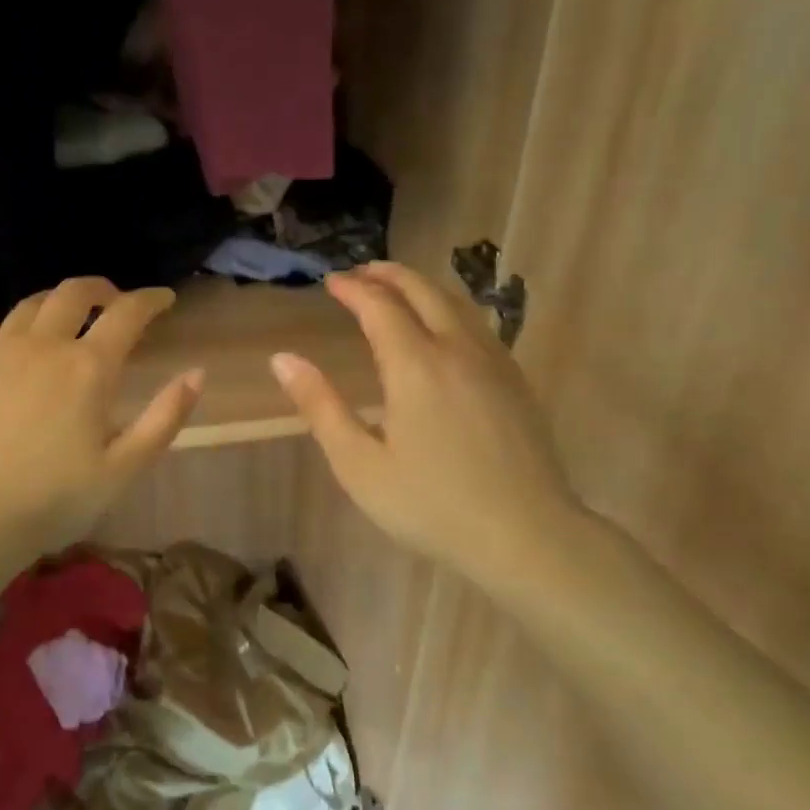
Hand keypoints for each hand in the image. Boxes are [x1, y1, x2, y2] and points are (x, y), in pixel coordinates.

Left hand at [0, 277, 204, 567]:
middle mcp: (43, 347)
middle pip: (73, 293)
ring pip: (27, 306)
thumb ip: (164, 417)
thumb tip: (197, 373)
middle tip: (113, 301)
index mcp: (88, 367)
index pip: (127, 313)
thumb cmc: (56, 499)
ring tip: (64, 313)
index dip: (151, 299)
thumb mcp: (124, 467)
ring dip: (53, 301)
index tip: (165, 299)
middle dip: (101, 289)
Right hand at [271, 262, 586, 594]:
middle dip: (389, 275)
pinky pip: (477, 326)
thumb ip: (320, 407)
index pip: (379, 306)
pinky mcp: (516, 382)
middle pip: (423, 291)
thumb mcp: (359, 464)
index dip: (353, 289)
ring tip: (398, 290)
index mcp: (415, 366)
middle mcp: (457, 350)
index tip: (331, 282)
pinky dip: (449, 310)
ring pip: (456, 304)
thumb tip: (282, 359)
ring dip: (422, 288)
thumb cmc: (432, 505)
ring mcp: (494, 363)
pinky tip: (443, 330)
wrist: (527, 536)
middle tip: (362, 273)